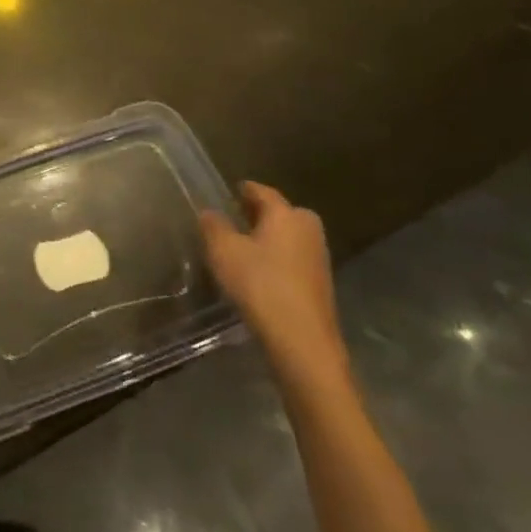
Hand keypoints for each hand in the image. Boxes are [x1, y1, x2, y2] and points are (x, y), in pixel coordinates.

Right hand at [199, 182, 346, 380]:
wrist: (302, 341)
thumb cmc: (260, 285)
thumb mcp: (224, 251)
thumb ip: (214, 226)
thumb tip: (210, 212)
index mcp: (286, 214)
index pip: (261, 191)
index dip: (242, 190)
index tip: (226, 193)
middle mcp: (307, 229)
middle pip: (280, 212)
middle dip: (258, 214)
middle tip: (233, 220)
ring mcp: (318, 257)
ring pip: (288, 236)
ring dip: (268, 238)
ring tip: (242, 248)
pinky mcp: (320, 283)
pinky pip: (293, 258)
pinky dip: (277, 258)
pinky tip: (259, 273)